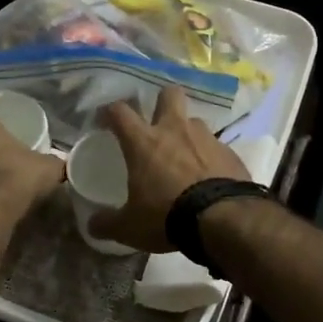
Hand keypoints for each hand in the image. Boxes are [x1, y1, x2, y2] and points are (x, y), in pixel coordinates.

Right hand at [88, 86, 250, 251]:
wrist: (224, 220)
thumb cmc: (167, 216)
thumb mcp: (130, 227)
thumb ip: (108, 223)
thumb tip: (92, 225)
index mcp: (144, 142)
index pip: (120, 112)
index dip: (109, 111)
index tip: (104, 120)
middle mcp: (175, 130)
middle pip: (169, 95)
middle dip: (162, 102)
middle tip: (156, 121)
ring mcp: (206, 138)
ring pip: (194, 121)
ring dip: (187, 133)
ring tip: (184, 156)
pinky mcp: (230, 152)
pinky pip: (216, 146)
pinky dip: (209, 157)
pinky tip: (209, 176)